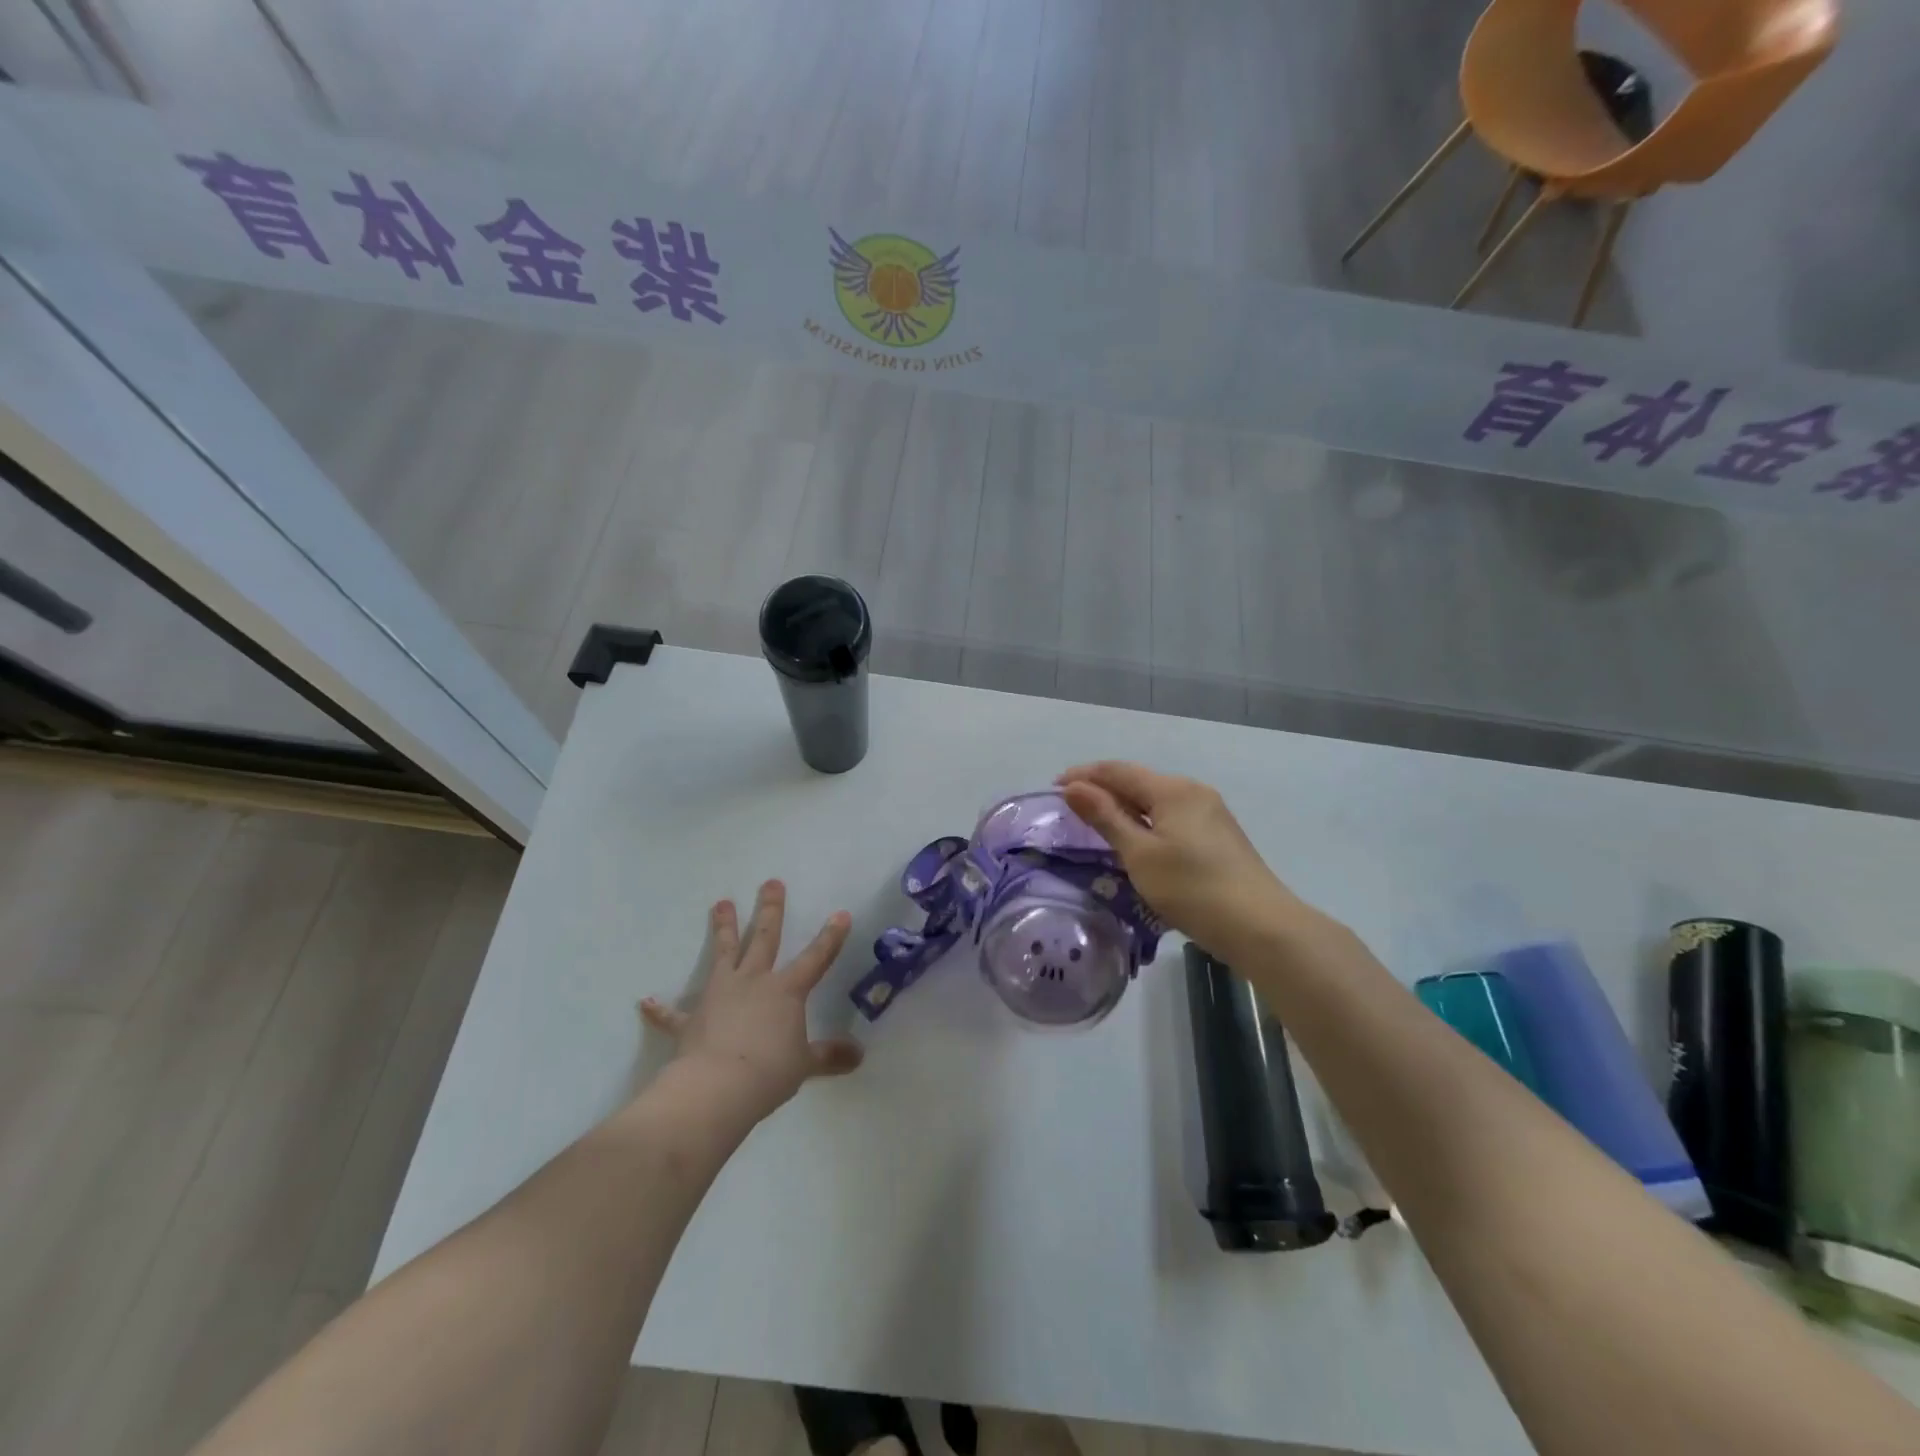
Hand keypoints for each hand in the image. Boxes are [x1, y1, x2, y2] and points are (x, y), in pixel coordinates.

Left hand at [641, 881, 863, 1120]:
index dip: (830, 937)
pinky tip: (645, 1002)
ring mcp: (720, 995)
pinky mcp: (691, 1019)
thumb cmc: (769, 1073)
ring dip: (722, 929)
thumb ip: (829, 1057)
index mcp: (786, 991)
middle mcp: (754, 982)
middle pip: (764, 938)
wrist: (717, 1088)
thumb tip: (858, 1056)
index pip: (816, 958)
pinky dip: (660, 1009)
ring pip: (723, 954)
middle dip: (770, 909)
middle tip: (771, 883)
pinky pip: (673, 1013)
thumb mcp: (805, 1065)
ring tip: (721, 903)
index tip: (840, 914)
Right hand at [1058, 762, 1311, 960]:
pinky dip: (1146, 821)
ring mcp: (1210, 814)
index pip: (1118, 771)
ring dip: (1124, 806)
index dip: (1084, 775)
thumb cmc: (1192, 888)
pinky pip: (1171, 817)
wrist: (1260, 926)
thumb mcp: (1139, 854)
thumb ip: (1105, 817)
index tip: (1054, 787)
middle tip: (1071, 806)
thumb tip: (1073, 787)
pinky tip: (1136, 840)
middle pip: (1139, 781)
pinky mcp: (1218, 836)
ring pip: (1156, 800)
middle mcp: (1193, 792)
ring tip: (1097, 823)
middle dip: (1103, 789)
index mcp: (1172, 789)